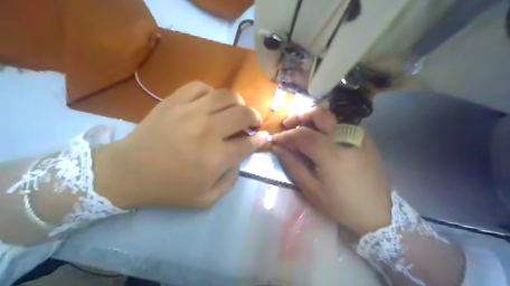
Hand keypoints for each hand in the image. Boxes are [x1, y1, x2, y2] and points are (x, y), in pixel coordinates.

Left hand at [97, 81, 268, 208]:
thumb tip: (239, 160)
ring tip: (235, 110)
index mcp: (216, 158)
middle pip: (243, 113)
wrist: (128, 172)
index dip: (260, 139)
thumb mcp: (205, 199)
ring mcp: (189, 112)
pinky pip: (200, 86)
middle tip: (252, 123)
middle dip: (255, 117)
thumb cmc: (168, 189)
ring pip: (226, 95)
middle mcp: (207, 131)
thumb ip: (229, 181)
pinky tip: (210, 103)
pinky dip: (212, 93)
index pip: (249, 143)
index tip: (263, 137)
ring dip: (238, 102)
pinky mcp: (173, 101)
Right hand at [273, 109, 391, 235]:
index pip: (301, 134)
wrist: (377, 212)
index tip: (275, 139)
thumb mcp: (312, 190)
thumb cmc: (341, 205)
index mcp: (329, 153)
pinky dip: (329, 125)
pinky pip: (344, 124)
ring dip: (314, 118)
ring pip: (333, 116)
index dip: (285, 135)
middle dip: (300, 116)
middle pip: (319, 114)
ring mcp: (358, 136)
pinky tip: (324, 136)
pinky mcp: (366, 140)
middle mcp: (345, 137)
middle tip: (287, 125)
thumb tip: (278, 148)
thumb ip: (293, 165)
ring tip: (303, 128)